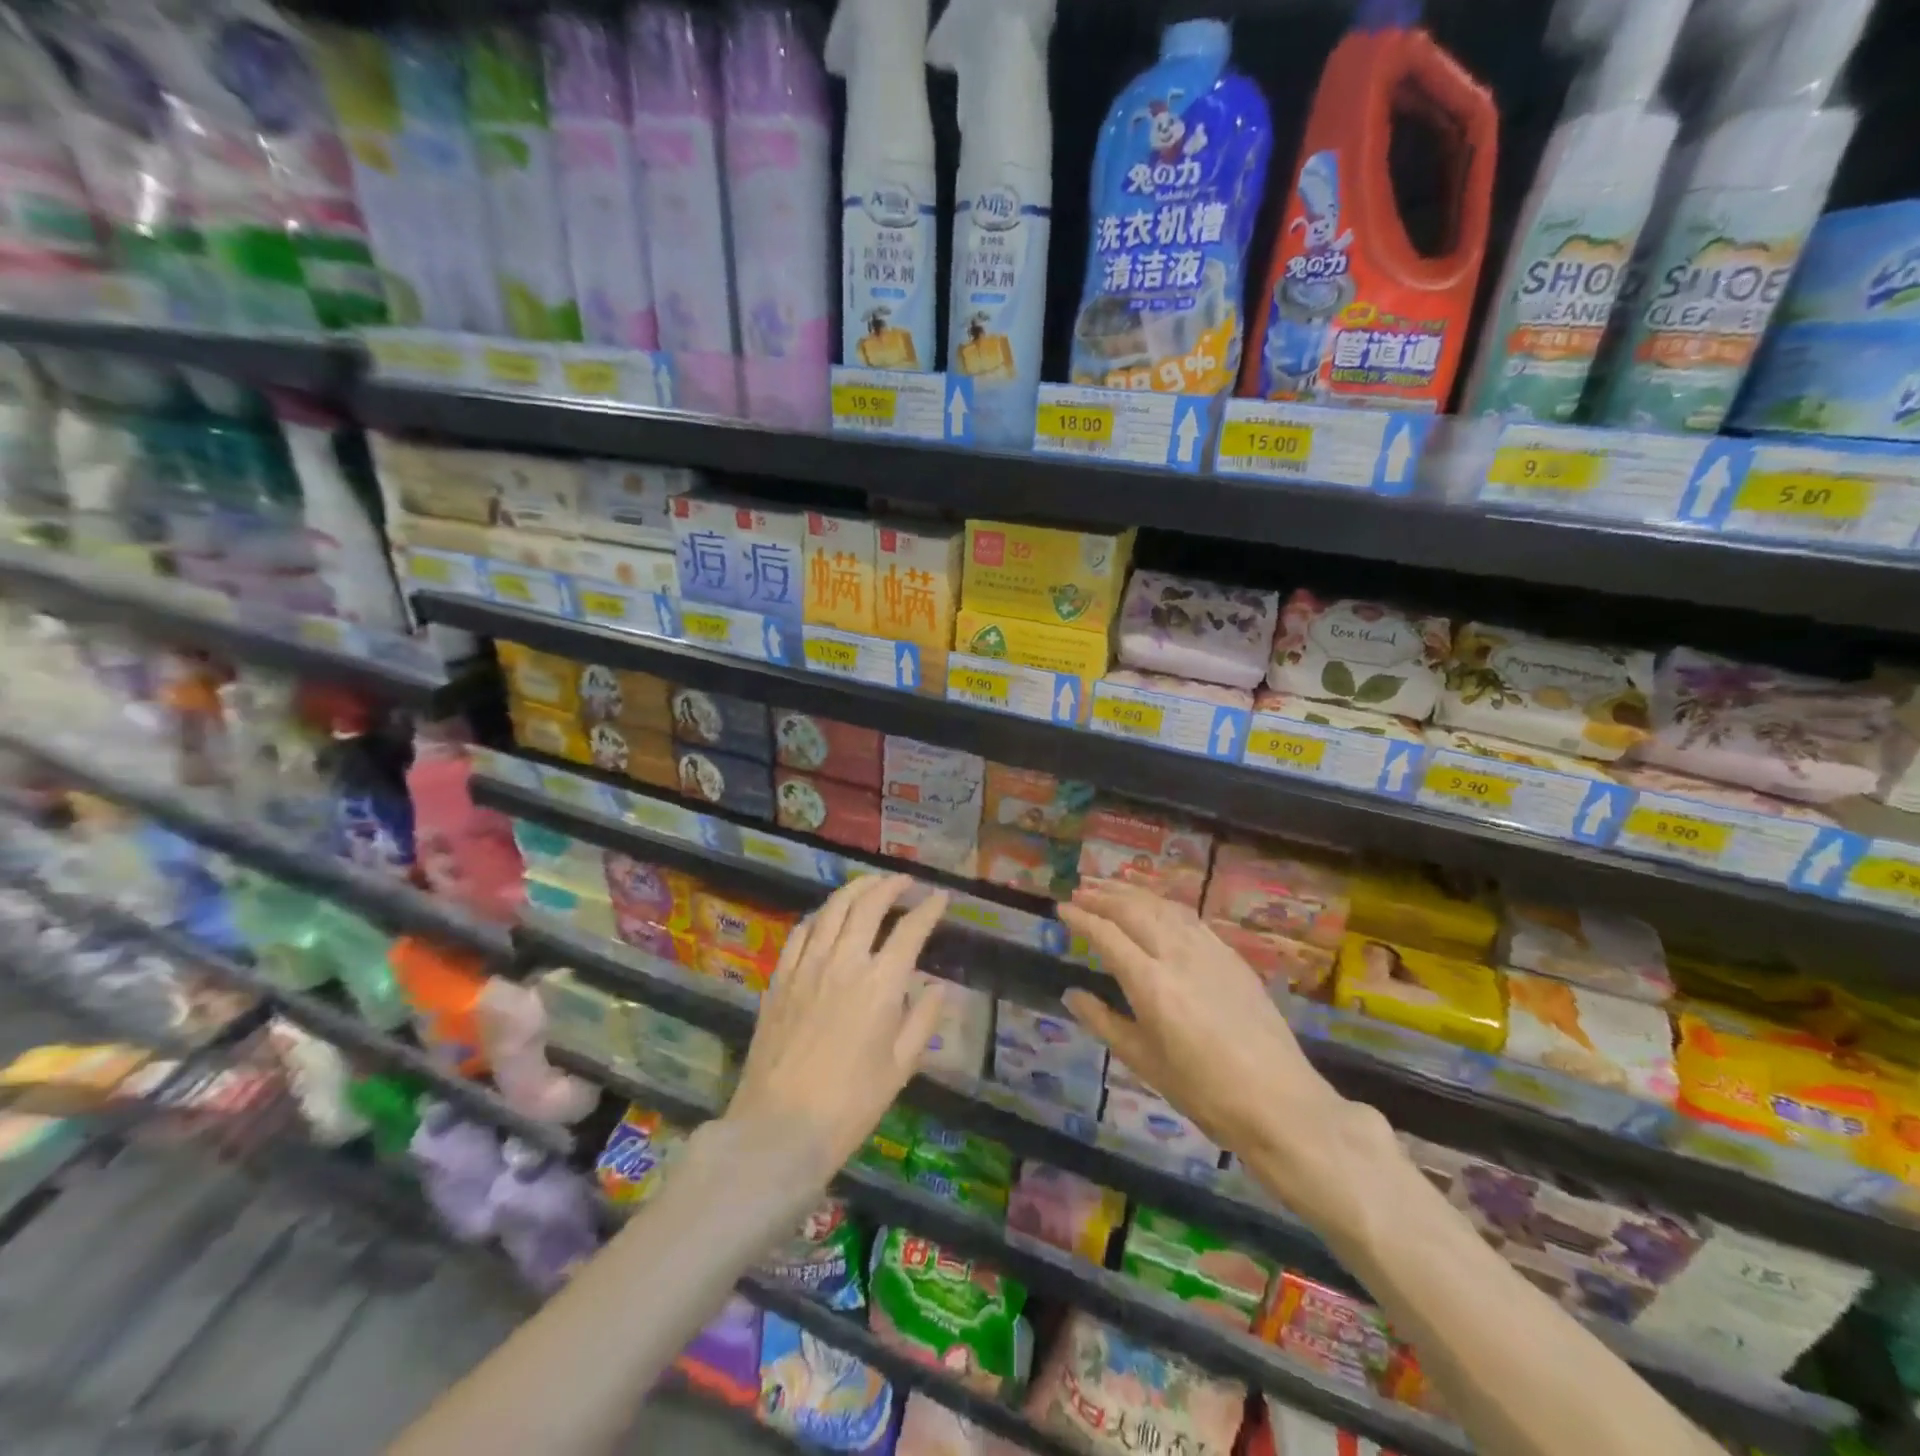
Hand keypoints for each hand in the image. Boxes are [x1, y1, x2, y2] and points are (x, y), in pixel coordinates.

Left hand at [727, 874, 950, 1180]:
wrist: (780, 1128)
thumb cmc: (850, 1104)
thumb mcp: (900, 1068)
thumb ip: (923, 1020)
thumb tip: (937, 988)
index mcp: (881, 984)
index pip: (910, 931)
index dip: (928, 909)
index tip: (941, 897)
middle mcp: (844, 962)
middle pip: (868, 906)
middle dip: (890, 886)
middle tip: (904, 881)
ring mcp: (807, 967)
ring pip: (832, 910)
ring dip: (854, 890)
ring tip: (870, 884)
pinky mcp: (780, 979)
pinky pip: (800, 933)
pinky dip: (819, 915)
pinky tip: (826, 915)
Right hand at [1058, 880, 1390, 1228]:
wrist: (1280, 1103)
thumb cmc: (1204, 1093)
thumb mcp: (1145, 1063)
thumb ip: (1104, 1022)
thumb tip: (1071, 994)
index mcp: (1151, 984)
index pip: (1107, 935)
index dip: (1081, 917)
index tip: (1061, 908)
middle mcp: (1177, 955)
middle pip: (1134, 910)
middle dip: (1103, 895)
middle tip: (1080, 889)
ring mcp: (1209, 951)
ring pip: (1164, 906)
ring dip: (1133, 892)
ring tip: (1110, 886)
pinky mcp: (1231, 956)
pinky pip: (1189, 917)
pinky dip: (1164, 903)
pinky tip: (1156, 905)